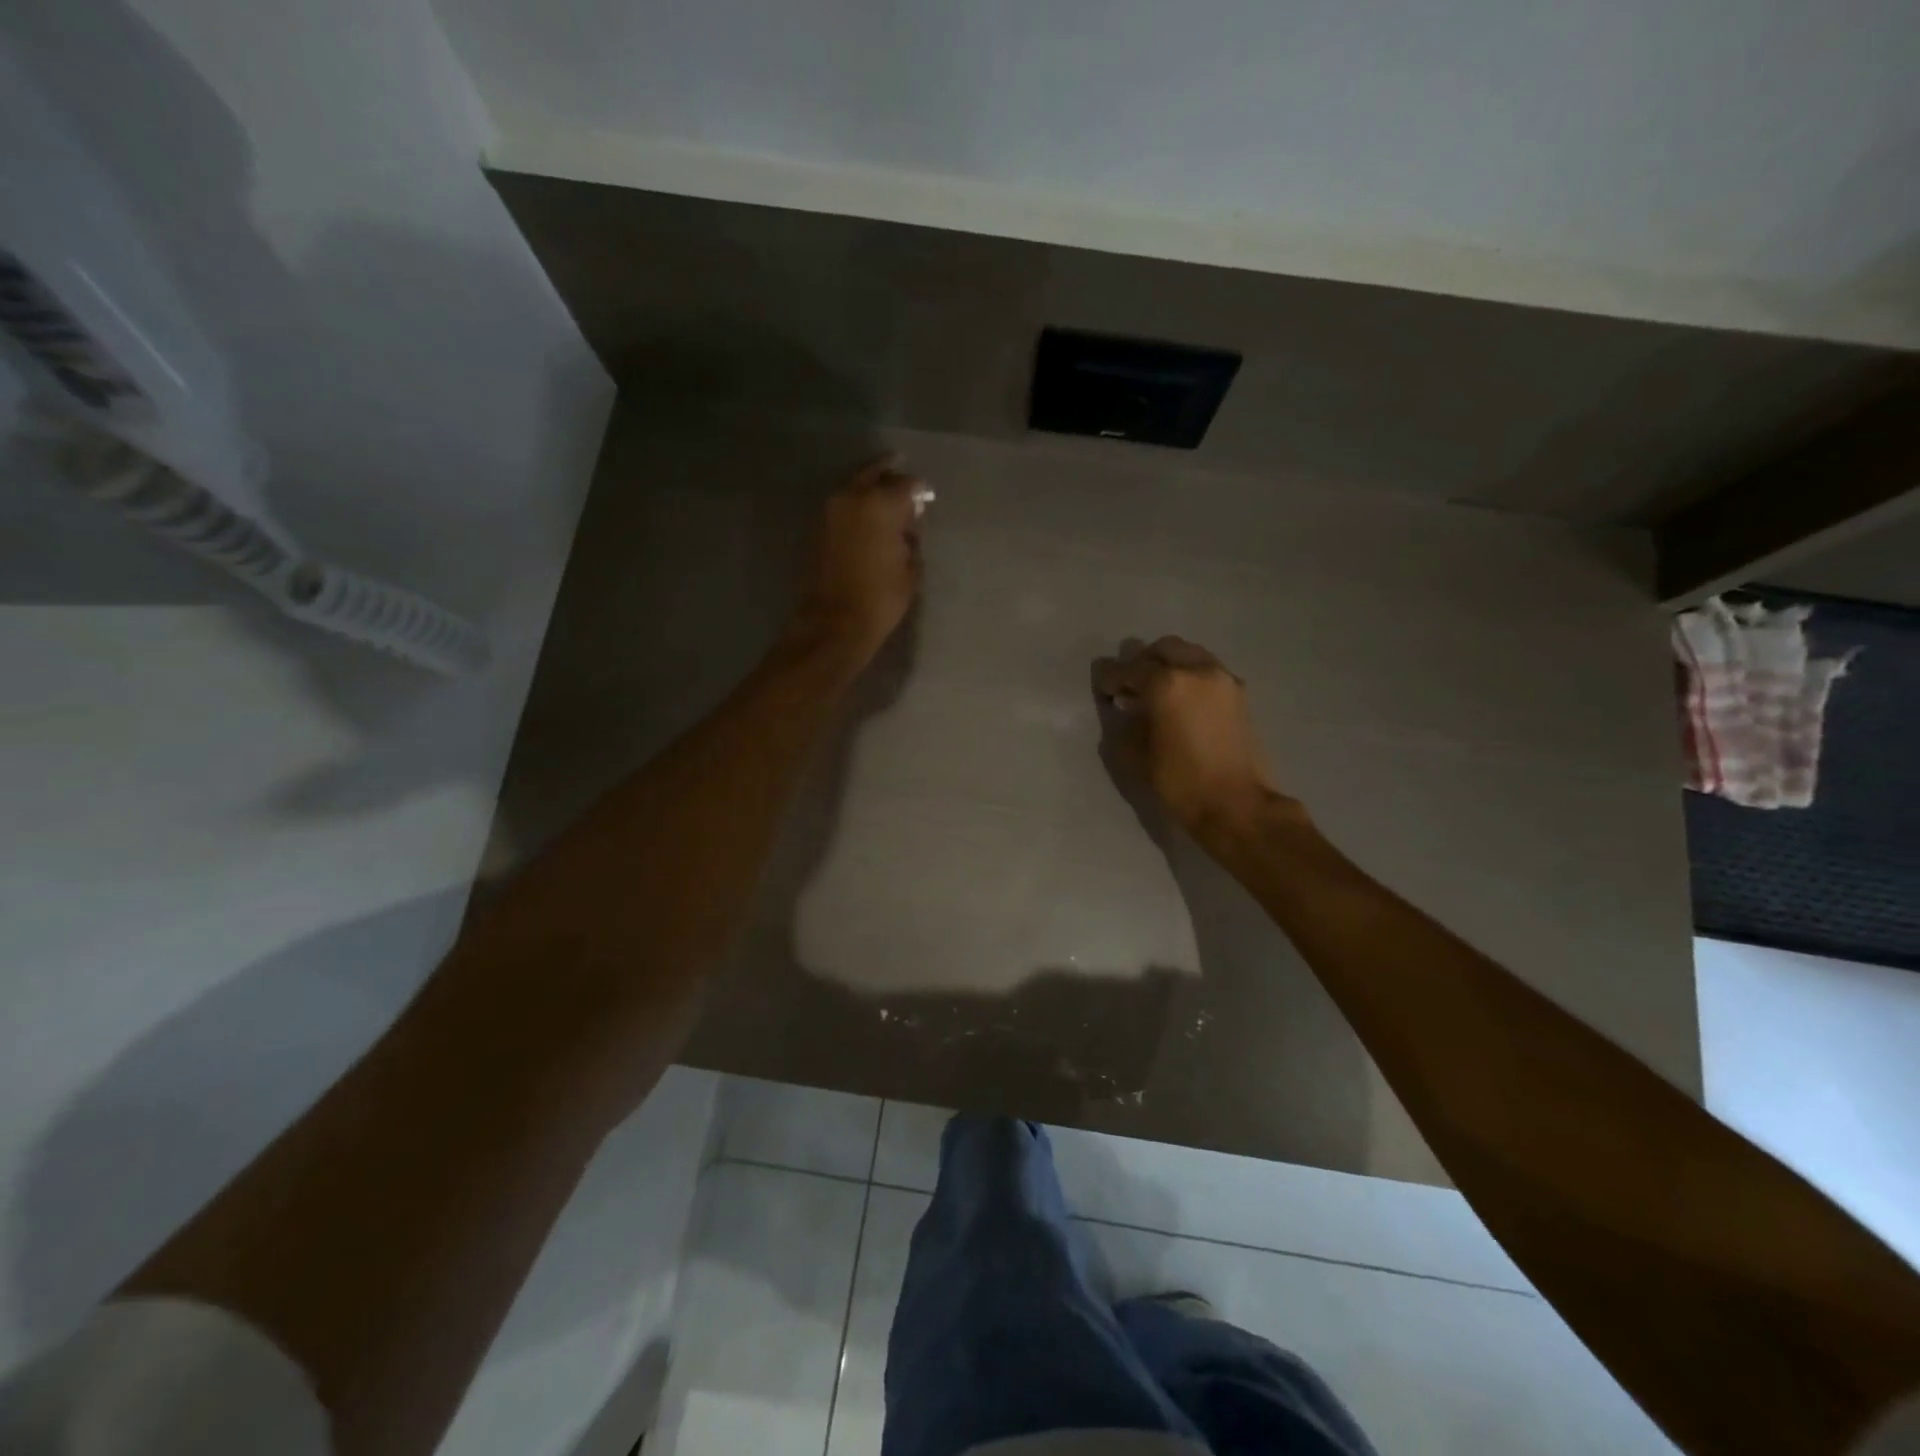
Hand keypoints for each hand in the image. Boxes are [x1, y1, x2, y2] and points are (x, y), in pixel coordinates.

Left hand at [792, 455, 925, 660]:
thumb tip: (907, 528)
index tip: (927, 498)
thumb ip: (911, 539)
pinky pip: (844, 506)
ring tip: (888, 502)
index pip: (907, 484)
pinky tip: (870, 521)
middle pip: (876, 475)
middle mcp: (853, 497)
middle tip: (906, 485)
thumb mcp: (911, 569)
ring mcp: (831, 510)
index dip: (920, 490)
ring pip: (856, 488)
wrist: (834, 622)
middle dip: (892, 477)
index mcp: (881, 504)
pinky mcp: (818, 527)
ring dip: (872, 490)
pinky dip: (857, 508)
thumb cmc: (881, 598)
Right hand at [1095, 637, 1291, 837]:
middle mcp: (1197, 670)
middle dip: (1142, 662)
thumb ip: (1125, 723)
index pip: (1128, 669)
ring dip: (1169, 664)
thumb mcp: (1136, 756)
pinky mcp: (1239, 693)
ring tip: (1156, 691)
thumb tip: (1125, 708)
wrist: (1237, 805)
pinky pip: (1207, 670)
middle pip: (1163, 648)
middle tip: (1129, 686)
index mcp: (1167, 684)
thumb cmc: (1180, 782)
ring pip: (1189, 654)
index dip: (1110, 678)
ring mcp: (1222, 678)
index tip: (1102, 688)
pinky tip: (1181, 701)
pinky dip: (1190, 676)